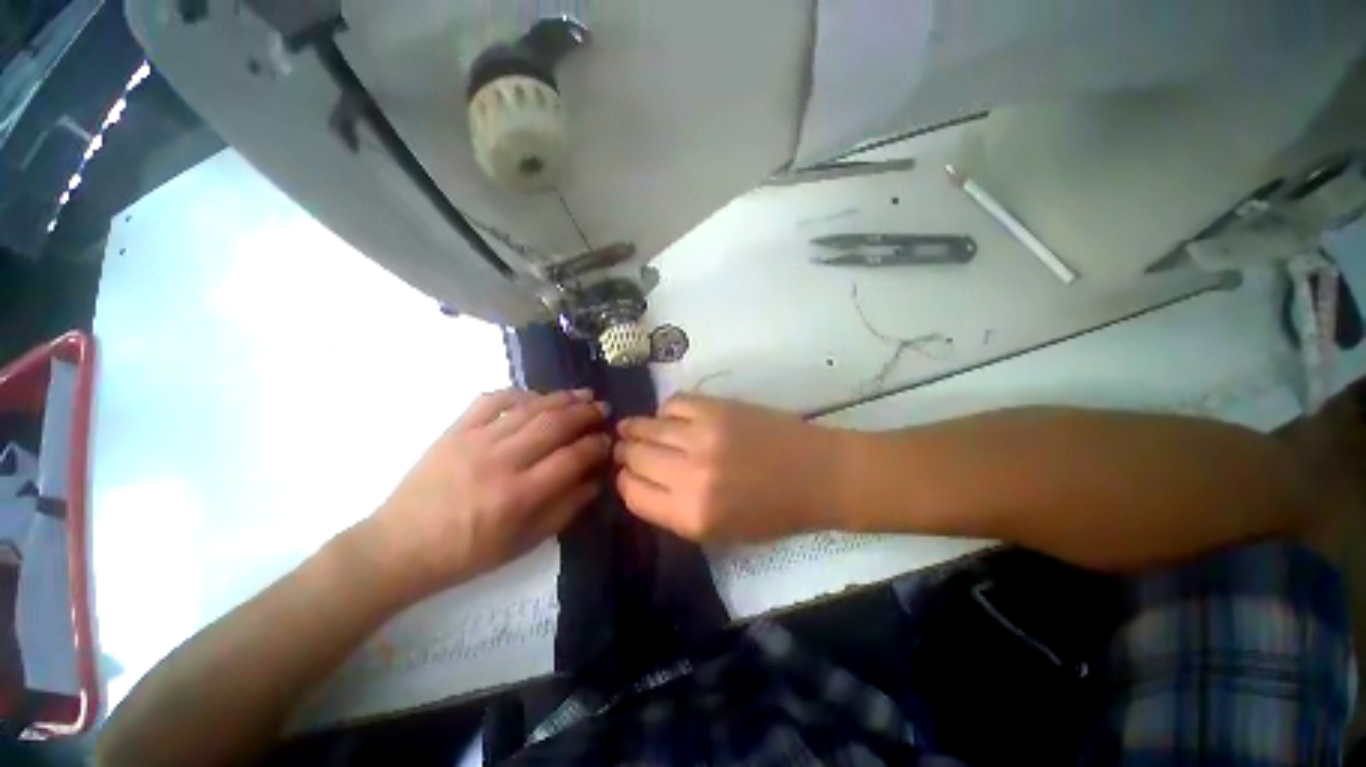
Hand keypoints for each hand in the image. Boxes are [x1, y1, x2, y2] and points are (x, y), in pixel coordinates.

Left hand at [365, 389, 610, 601]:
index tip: (609, 439)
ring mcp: (476, 441)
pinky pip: (492, 400)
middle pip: (554, 425)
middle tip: (604, 407)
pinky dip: (519, 393)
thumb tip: (595, 481)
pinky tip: (536, 396)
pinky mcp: (455, 430)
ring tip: (583, 394)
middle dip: (586, 413)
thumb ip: (565, 510)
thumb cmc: (466, 554)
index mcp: (518, 495)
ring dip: (561, 398)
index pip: (572, 458)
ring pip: (529, 408)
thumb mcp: (523, 544)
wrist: (400, 547)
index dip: (597, 445)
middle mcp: (501, 461)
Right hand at [614, 394, 843, 541]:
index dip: (625, 482)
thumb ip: (674, 511)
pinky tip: (670, 417)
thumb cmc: (773, 512)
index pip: (633, 494)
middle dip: (626, 453)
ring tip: (633, 428)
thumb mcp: (719, 532)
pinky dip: (667, 410)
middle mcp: (691, 474)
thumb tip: (642, 481)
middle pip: (635, 457)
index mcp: (691, 515)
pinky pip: (675, 402)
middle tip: (626, 448)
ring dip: (636, 428)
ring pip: (648, 426)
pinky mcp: (717, 408)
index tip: (627, 475)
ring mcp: (703, 435)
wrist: (818, 474)